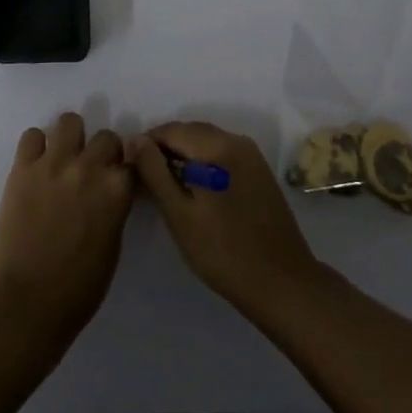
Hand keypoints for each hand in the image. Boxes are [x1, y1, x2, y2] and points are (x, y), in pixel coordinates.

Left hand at [0, 112, 135, 344]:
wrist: (28, 302)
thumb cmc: (79, 288)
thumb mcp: (113, 245)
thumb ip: (114, 208)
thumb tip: (110, 192)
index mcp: (117, 190)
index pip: (132, 161)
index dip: (124, 171)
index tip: (117, 180)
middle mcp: (89, 167)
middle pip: (106, 137)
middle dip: (102, 153)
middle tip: (90, 173)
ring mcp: (54, 163)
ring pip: (70, 121)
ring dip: (71, 139)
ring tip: (63, 160)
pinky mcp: (23, 168)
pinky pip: (32, 135)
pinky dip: (36, 147)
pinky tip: (36, 167)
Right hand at [130, 121, 322, 313]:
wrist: (281, 283)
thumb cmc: (223, 251)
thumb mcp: (179, 213)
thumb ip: (154, 172)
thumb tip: (136, 139)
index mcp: (217, 146)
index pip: (171, 130)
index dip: (146, 145)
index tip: (130, 168)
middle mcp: (236, 140)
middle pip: (190, 132)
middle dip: (164, 148)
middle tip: (145, 179)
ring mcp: (251, 155)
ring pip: (206, 142)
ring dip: (183, 155)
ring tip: (165, 185)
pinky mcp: (259, 171)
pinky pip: (222, 154)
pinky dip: (203, 163)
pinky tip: (194, 189)